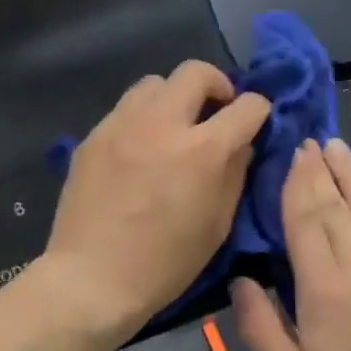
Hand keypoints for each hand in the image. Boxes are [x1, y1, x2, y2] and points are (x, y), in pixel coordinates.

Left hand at [44, 62, 269, 340]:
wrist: (91, 278)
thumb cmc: (163, 265)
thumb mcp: (216, 226)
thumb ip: (234, 173)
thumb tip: (241, 142)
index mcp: (201, 150)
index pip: (246, 106)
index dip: (258, 111)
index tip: (254, 122)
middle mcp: (161, 124)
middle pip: (195, 72)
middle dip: (216, 86)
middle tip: (216, 112)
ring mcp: (120, 126)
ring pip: (154, 83)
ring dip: (173, 98)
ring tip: (173, 128)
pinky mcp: (92, 137)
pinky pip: (125, 110)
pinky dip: (142, 119)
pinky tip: (139, 150)